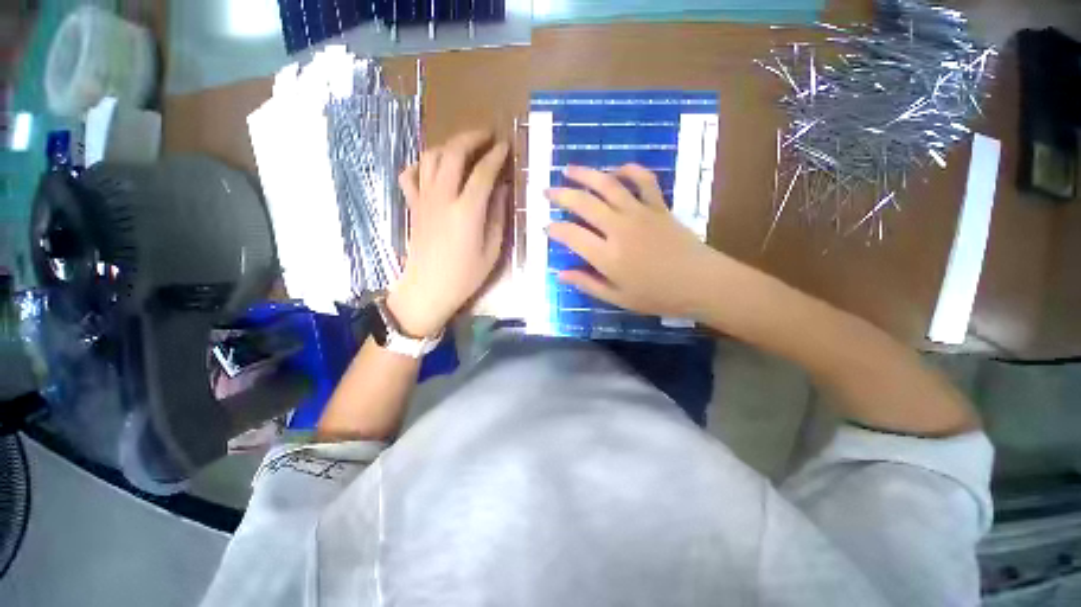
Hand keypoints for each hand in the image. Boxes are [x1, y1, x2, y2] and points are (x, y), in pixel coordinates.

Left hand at [388, 130, 509, 336]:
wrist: (428, 289)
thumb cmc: (466, 275)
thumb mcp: (492, 250)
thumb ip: (498, 216)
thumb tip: (501, 189)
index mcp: (467, 211)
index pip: (483, 172)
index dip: (496, 156)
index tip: (505, 146)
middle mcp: (443, 197)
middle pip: (453, 153)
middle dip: (471, 138)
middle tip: (486, 135)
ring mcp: (423, 199)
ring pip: (431, 157)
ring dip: (448, 146)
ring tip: (464, 148)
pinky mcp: (412, 206)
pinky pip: (410, 175)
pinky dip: (421, 164)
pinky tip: (433, 167)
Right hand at [546, 164, 725, 319]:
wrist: (701, 283)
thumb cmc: (657, 296)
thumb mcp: (618, 298)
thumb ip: (587, 284)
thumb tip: (560, 273)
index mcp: (607, 255)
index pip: (571, 235)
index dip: (555, 229)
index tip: (546, 227)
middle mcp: (619, 228)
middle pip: (584, 203)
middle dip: (561, 194)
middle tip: (546, 190)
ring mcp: (640, 213)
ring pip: (608, 185)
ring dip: (586, 174)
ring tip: (568, 169)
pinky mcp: (658, 206)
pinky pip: (643, 180)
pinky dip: (630, 170)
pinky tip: (617, 169)